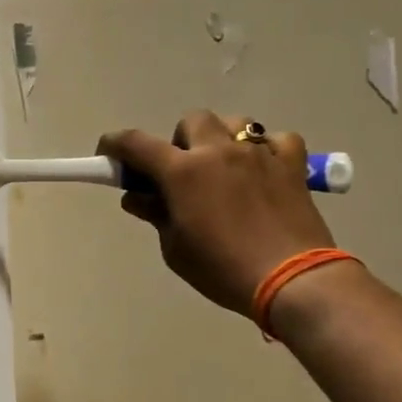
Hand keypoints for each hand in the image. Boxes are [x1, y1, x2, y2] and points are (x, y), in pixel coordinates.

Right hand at [99, 112, 336, 318]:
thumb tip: (136, 197)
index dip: (116, 144)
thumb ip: (156, 215)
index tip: (108, 153)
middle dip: (180, 141)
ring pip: (234, 122)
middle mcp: (218, 151)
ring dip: (221, 138)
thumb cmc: (223, 269)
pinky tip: (264, 171)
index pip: (136, 143)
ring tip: (224, 169)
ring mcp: (258, 153)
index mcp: (182, 172)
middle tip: (181, 173)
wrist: (292, 280)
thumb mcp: (176, 249)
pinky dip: (267, 150)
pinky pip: (278, 140)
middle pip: (191, 121)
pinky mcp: (292, 164)